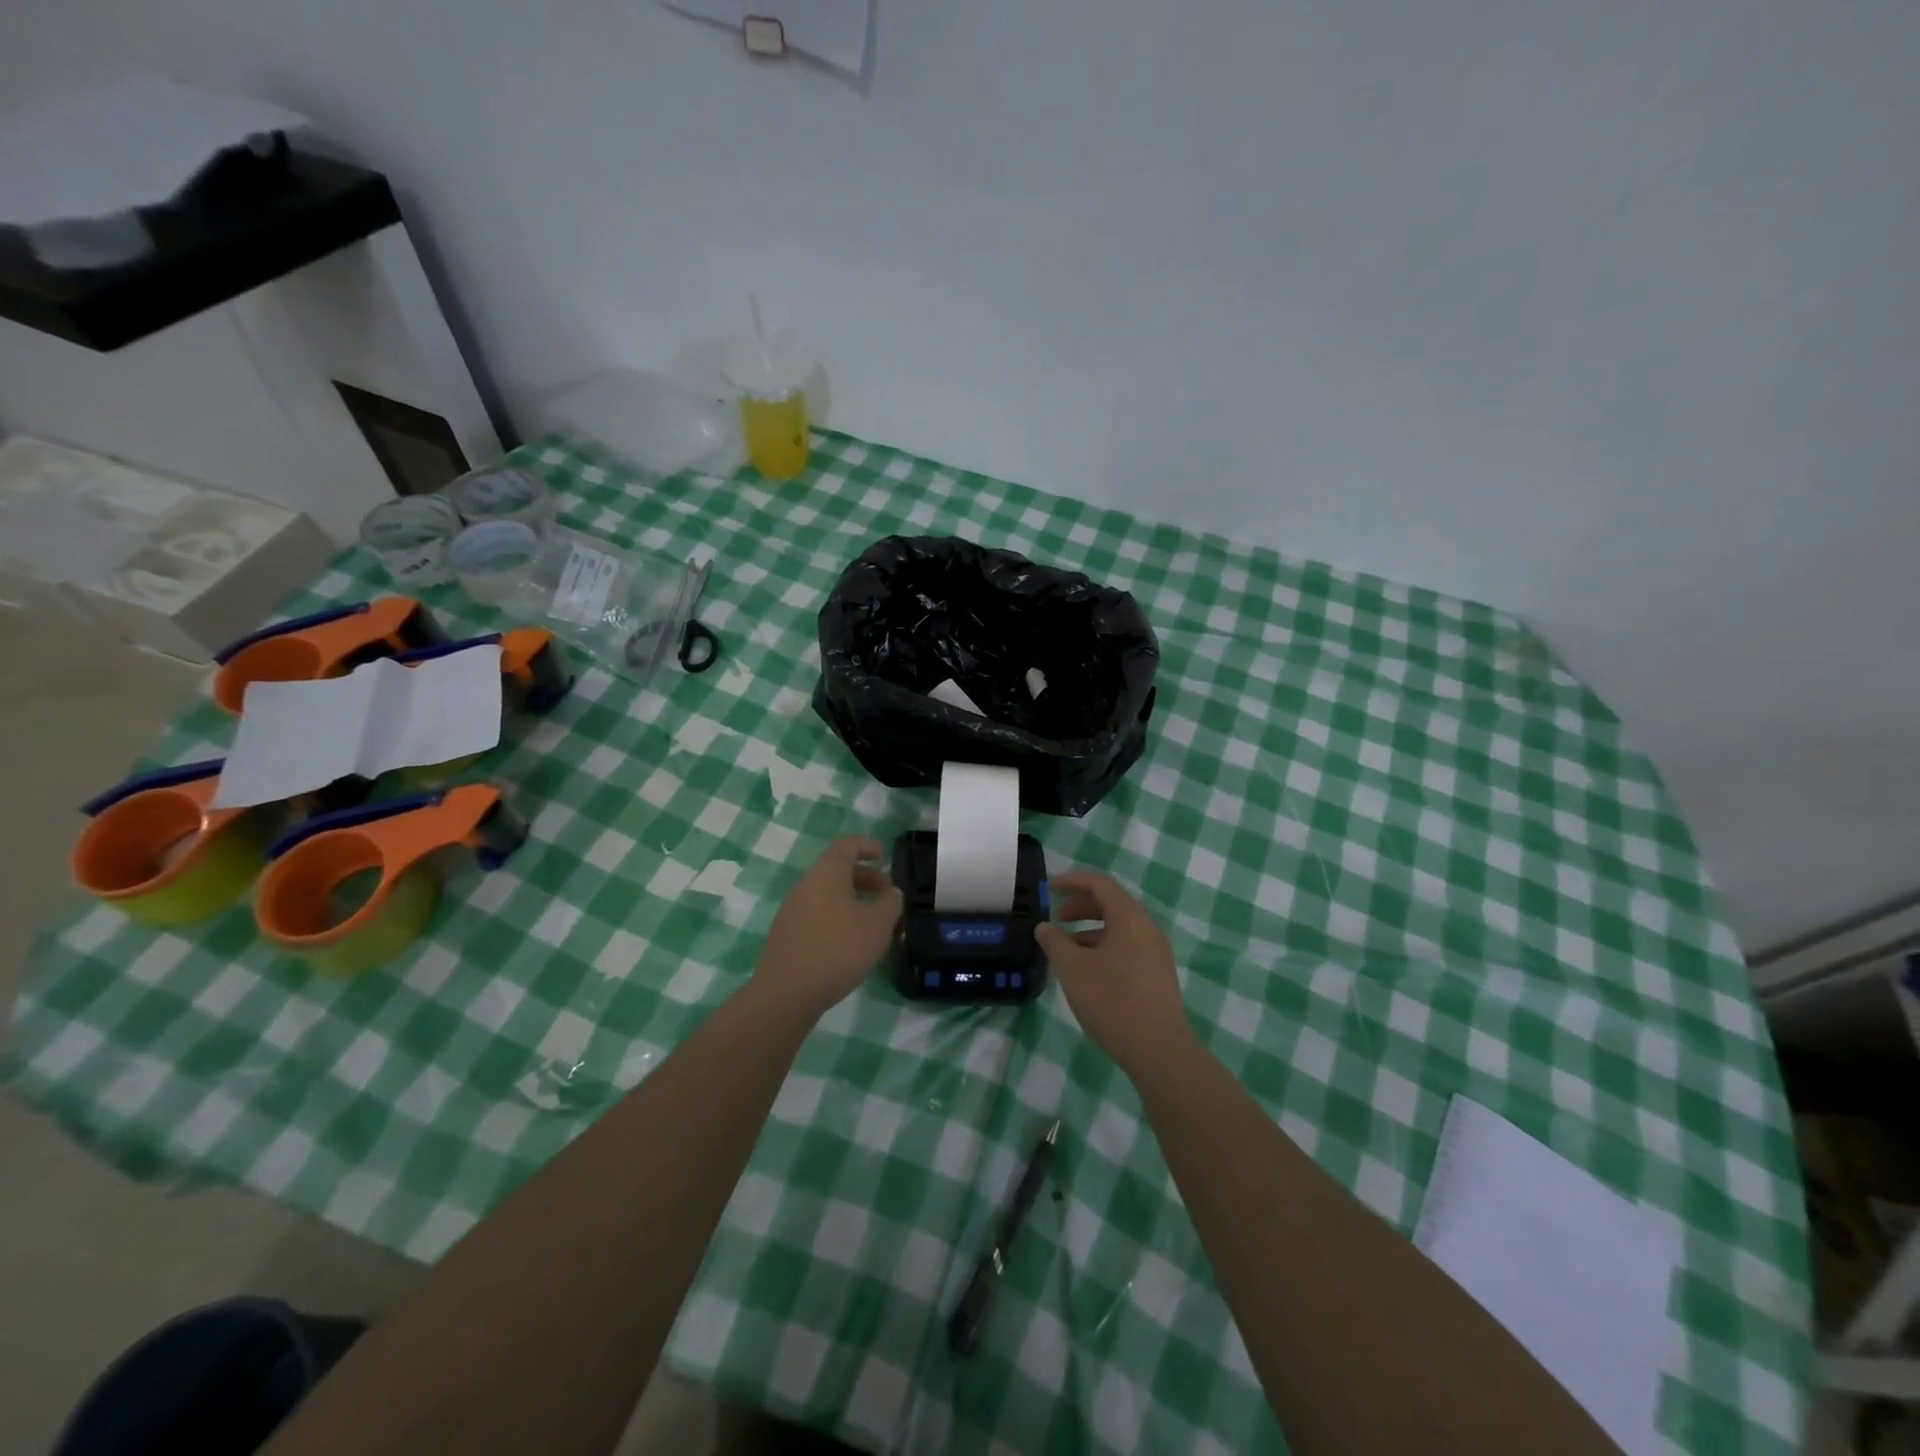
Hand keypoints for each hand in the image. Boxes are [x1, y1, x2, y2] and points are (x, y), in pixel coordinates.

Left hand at [754, 836, 903, 1018]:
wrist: (786, 993)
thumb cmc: (838, 949)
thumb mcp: (877, 925)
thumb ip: (890, 903)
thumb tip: (890, 893)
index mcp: (827, 873)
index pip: (847, 845)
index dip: (867, 846)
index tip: (884, 856)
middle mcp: (806, 885)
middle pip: (837, 870)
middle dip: (866, 878)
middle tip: (888, 896)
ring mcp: (793, 911)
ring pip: (828, 895)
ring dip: (853, 901)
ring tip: (874, 924)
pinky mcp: (788, 935)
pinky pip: (818, 915)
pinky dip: (839, 918)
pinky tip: (851, 944)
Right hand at [1036, 870, 1189, 1075]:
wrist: (1158, 1050)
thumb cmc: (1112, 1001)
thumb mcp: (1072, 968)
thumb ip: (1054, 942)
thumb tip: (1044, 927)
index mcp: (1130, 918)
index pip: (1100, 884)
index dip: (1072, 881)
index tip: (1049, 889)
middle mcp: (1148, 928)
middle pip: (1112, 904)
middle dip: (1081, 907)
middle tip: (1057, 920)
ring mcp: (1157, 952)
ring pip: (1120, 928)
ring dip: (1091, 930)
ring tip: (1067, 950)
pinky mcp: (1158, 975)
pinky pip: (1128, 947)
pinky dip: (1105, 947)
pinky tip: (1089, 971)